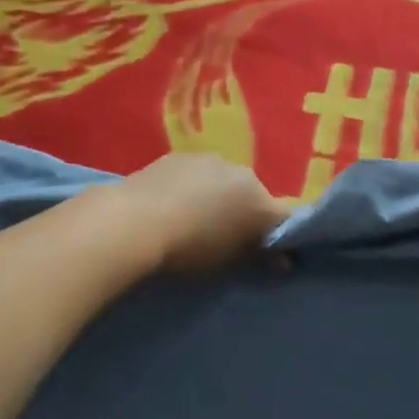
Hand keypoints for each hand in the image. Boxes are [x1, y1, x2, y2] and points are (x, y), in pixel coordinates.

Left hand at [116, 153, 286, 274]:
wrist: (134, 222)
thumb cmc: (188, 250)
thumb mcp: (228, 262)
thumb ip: (257, 255)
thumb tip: (281, 257)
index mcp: (261, 202)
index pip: (284, 219)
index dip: (280, 237)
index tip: (271, 255)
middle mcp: (243, 174)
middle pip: (254, 196)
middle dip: (246, 213)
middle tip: (228, 237)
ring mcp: (211, 160)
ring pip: (225, 181)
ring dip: (219, 197)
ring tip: (195, 220)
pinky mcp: (181, 155)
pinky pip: (197, 174)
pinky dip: (194, 187)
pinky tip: (174, 204)